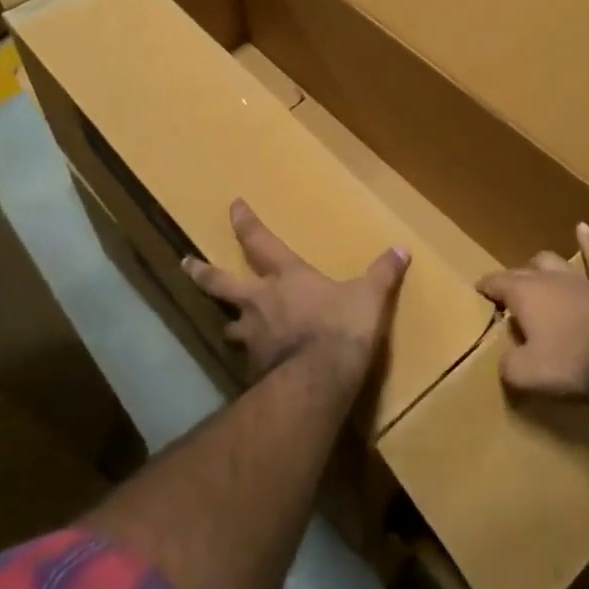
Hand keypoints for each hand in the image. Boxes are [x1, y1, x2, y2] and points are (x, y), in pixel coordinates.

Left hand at [183, 200, 408, 381]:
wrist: (317, 382)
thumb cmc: (341, 327)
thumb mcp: (369, 297)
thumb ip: (383, 273)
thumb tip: (402, 249)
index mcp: (287, 277)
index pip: (260, 242)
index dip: (247, 223)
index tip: (233, 206)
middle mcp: (261, 302)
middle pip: (222, 282)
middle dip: (203, 272)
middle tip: (185, 264)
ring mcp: (253, 337)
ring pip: (229, 324)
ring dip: (228, 322)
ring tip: (227, 326)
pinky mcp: (253, 370)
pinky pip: (246, 359)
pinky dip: (249, 358)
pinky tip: (254, 367)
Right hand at [477, 222, 588, 400]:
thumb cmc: (571, 361)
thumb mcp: (527, 373)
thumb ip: (509, 366)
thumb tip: (506, 362)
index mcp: (523, 293)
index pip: (496, 283)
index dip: (485, 287)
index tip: (478, 291)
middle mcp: (547, 278)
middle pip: (523, 272)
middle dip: (512, 280)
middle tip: (507, 295)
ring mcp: (579, 279)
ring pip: (554, 262)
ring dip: (542, 265)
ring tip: (535, 267)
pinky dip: (588, 243)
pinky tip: (583, 228)